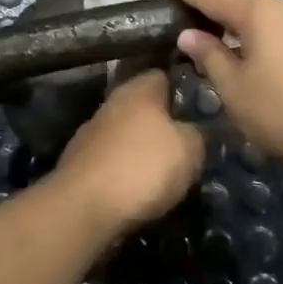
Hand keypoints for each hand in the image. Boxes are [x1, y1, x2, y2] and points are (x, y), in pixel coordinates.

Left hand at [52, 69, 205, 237]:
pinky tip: (139, 187)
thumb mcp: (190, 149)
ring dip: (143, 147)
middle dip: (164, 122)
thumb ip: (198, 132)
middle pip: (145, 105)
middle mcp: (113, 101)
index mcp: (139, 88)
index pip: (165, 75)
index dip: (185, 90)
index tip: (202, 109)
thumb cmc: (142, 167)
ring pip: (128, 132)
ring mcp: (92, 131)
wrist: (82, 208)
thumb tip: (196, 129)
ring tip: (166, 170)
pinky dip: (126, 168)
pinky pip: (113, 157)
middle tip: (189, 143)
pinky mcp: (80, 161)